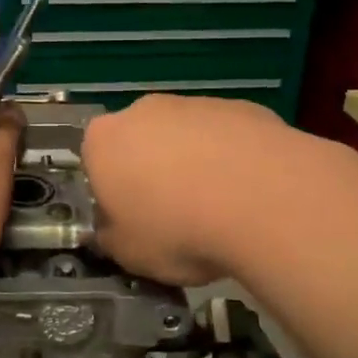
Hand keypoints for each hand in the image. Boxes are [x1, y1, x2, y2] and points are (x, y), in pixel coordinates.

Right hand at [82, 94, 289, 285]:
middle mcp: (144, 111)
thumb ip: (111, 236)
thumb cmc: (177, 229)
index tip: (132, 221)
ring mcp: (196, 103)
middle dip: (152, 173)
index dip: (112, 193)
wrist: (263, 200)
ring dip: (195, 165)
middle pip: (140, 142)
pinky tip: (251, 194)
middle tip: (174, 216)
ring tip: (220, 210)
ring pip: (186, 138)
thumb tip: (113, 229)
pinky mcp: (243, 107)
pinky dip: (233, 160)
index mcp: (103, 140)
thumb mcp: (128, 254)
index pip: (94, 163)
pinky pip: (228, 138)